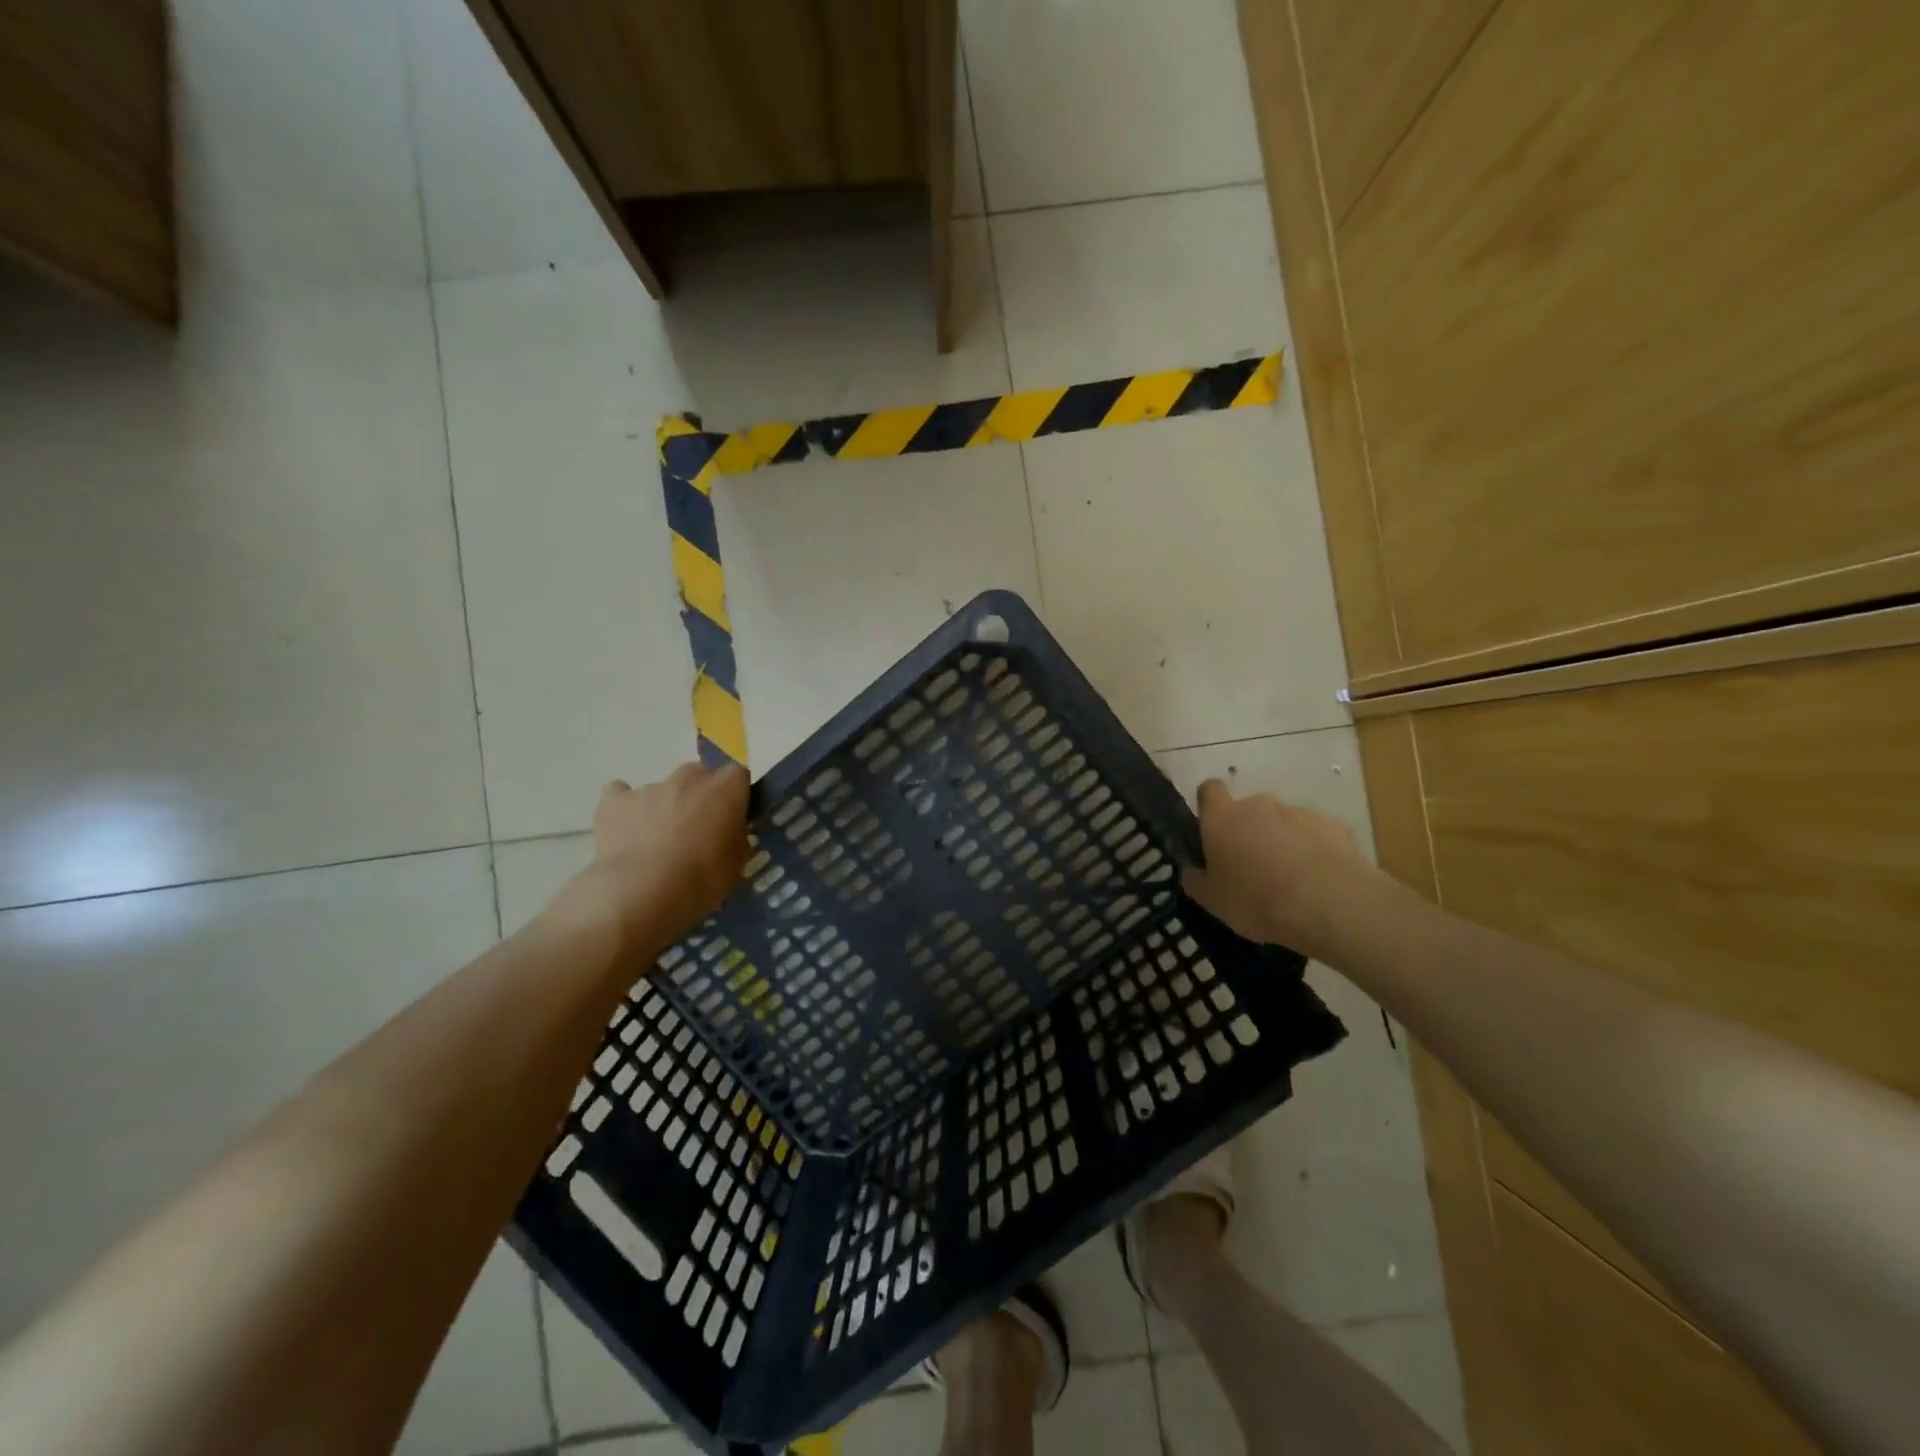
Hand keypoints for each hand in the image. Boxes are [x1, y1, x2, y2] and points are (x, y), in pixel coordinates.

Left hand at [548, 762, 750, 958]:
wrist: (642, 892)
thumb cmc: (701, 879)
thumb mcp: (737, 864)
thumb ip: (736, 838)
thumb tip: (730, 832)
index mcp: (725, 789)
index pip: (738, 775)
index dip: (735, 794)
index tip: (733, 816)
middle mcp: (689, 779)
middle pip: (699, 773)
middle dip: (699, 794)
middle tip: (697, 826)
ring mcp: (650, 787)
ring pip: (662, 788)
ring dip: (664, 806)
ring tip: (657, 841)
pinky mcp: (615, 801)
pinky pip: (620, 794)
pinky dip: (625, 808)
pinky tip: (625, 831)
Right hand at [1181, 779, 1388, 962]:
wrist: (1328, 905)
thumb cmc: (1256, 900)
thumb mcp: (1212, 901)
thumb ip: (1196, 880)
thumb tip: (1192, 870)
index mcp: (1222, 817)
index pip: (1209, 790)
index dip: (1209, 806)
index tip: (1212, 831)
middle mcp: (1258, 805)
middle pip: (1248, 809)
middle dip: (1249, 831)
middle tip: (1252, 867)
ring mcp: (1298, 812)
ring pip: (1283, 822)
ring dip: (1282, 841)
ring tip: (1290, 879)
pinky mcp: (1334, 826)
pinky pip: (1315, 834)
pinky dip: (1313, 850)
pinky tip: (1318, 881)